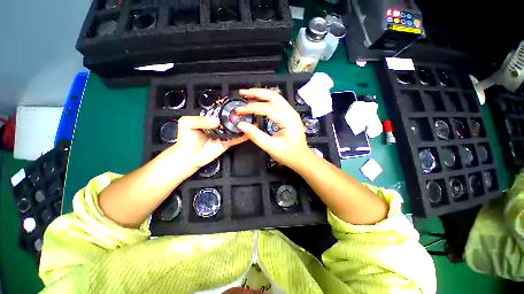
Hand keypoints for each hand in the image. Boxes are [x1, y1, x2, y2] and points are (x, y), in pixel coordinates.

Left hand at [170, 116, 247, 170]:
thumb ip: (201, 120)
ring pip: (234, 129)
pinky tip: (249, 133)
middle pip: (230, 120)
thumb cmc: (185, 139)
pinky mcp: (227, 143)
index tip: (236, 107)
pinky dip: (243, 137)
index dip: (228, 109)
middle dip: (237, 117)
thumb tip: (217, 121)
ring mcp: (224, 135)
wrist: (188, 157)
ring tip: (250, 121)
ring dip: (242, 126)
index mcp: (209, 119)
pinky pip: (236, 139)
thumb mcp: (187, 124)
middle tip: (246, 114)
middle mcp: (218, 126)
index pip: (220, 112)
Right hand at [235, 88, 310, 170]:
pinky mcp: (289, 115)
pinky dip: (266, 100)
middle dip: (256, 93)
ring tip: (247, 95)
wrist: (302, 158)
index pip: (267, 108)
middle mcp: (291, 113)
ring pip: (275, 97)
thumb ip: (255, 135)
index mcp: (288, 120)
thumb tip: (241, 124)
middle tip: (242, 93)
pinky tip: (258, 101)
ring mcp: (291, 112)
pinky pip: (277, 103)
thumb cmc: (288, 154)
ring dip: (261, 94)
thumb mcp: (271, 147)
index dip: (251, 108)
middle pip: (273, 96)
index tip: (238, 111)